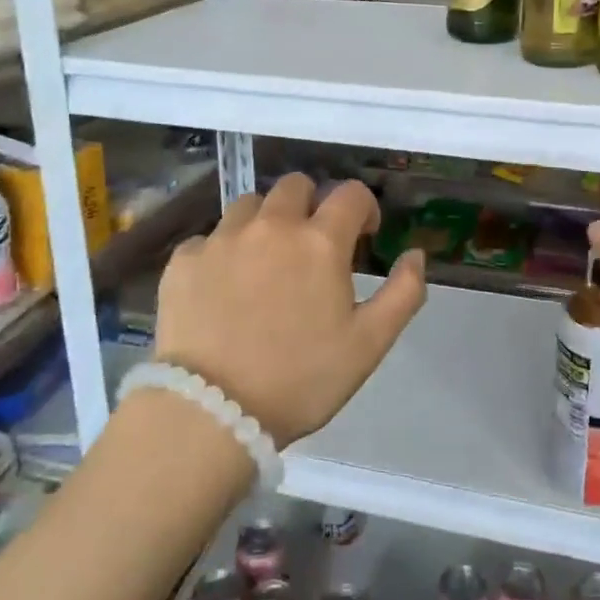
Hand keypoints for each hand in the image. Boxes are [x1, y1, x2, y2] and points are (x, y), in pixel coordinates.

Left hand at [155, 174, 426, 446]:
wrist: (212, 413)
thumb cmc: (300, 380)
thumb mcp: (369, 344)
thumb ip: (403, 293)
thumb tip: (415, 253)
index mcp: (320, 241)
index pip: (351, 193)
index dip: (363, 209)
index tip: (361, 238)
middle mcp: (271, 226)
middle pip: (296, 186)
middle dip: (311, 206)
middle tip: (311, 246)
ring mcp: (222, 239)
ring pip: (250, 204)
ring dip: (266, 221)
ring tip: (265, 262)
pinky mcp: (184, 260)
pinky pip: (209, 238)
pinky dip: (222, 252)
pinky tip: (223, 288)